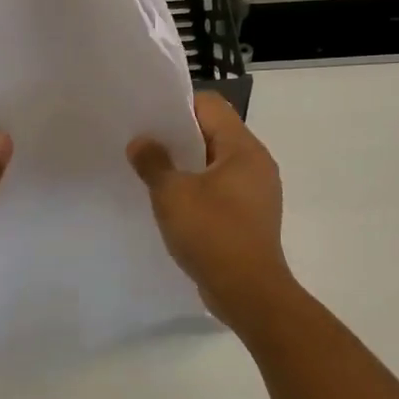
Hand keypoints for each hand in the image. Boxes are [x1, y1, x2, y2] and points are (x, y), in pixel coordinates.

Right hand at [128, 93, 292, 330]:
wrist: (248, 292)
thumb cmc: (212, 234)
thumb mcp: (172, 194)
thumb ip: (153, 162)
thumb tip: (141, 142)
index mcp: (244, 148)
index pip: (211, 106)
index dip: (178, 107)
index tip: (149, 120)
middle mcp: (256, 164)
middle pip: (214, 133)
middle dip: (179, 138)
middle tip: (144, 146)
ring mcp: (257, 192)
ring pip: (216, 164)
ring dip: (187, 167)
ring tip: (154, 175)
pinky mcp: (251, 217)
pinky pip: (221, 190)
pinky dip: (198, 191)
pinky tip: (173, 205)